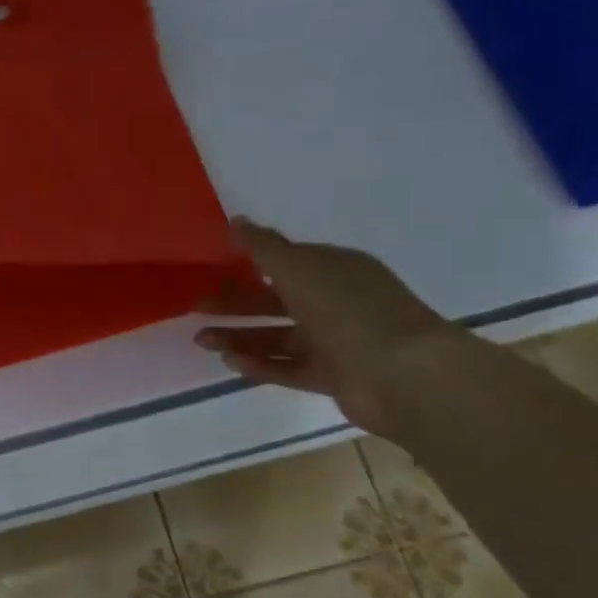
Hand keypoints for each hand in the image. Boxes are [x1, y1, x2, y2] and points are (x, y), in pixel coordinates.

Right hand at [196, 218, 464, 436]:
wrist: (401, 374)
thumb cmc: (347, 309)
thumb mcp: (299, 268)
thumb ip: (263, 247)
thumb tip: (236, 220)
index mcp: (335, 269)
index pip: (288, 261)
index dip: (251, 262)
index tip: (215, 268)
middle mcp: (337, 302)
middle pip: (276, 300)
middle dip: (236, 304)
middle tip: (196, 308)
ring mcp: (337, 341)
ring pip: (278, 337)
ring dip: (240, 337)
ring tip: (202, 340)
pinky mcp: (333, 377)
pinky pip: (289, 368)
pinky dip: (261, 365)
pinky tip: (230, 363)